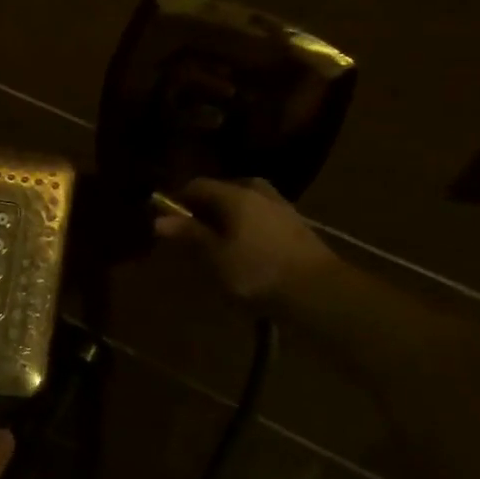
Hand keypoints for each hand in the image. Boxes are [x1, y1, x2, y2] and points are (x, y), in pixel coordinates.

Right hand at [152, 177, 337, 306]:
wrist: (320, 293)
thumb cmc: (258, 272)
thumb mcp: (215, 257)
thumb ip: (189, 235)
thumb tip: (159, 219)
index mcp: (234, 194)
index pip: (197, 185)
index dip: (177, 200)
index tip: (166, 220)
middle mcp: (258, 192)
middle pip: (222, 192)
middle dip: (204, 209)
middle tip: (192, 234)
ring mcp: (281, 208)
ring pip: (244, 205)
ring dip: (228, 220)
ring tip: (218, 245)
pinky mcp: (297, 227)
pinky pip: (260, 219)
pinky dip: (247, 229)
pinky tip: (245, 252)